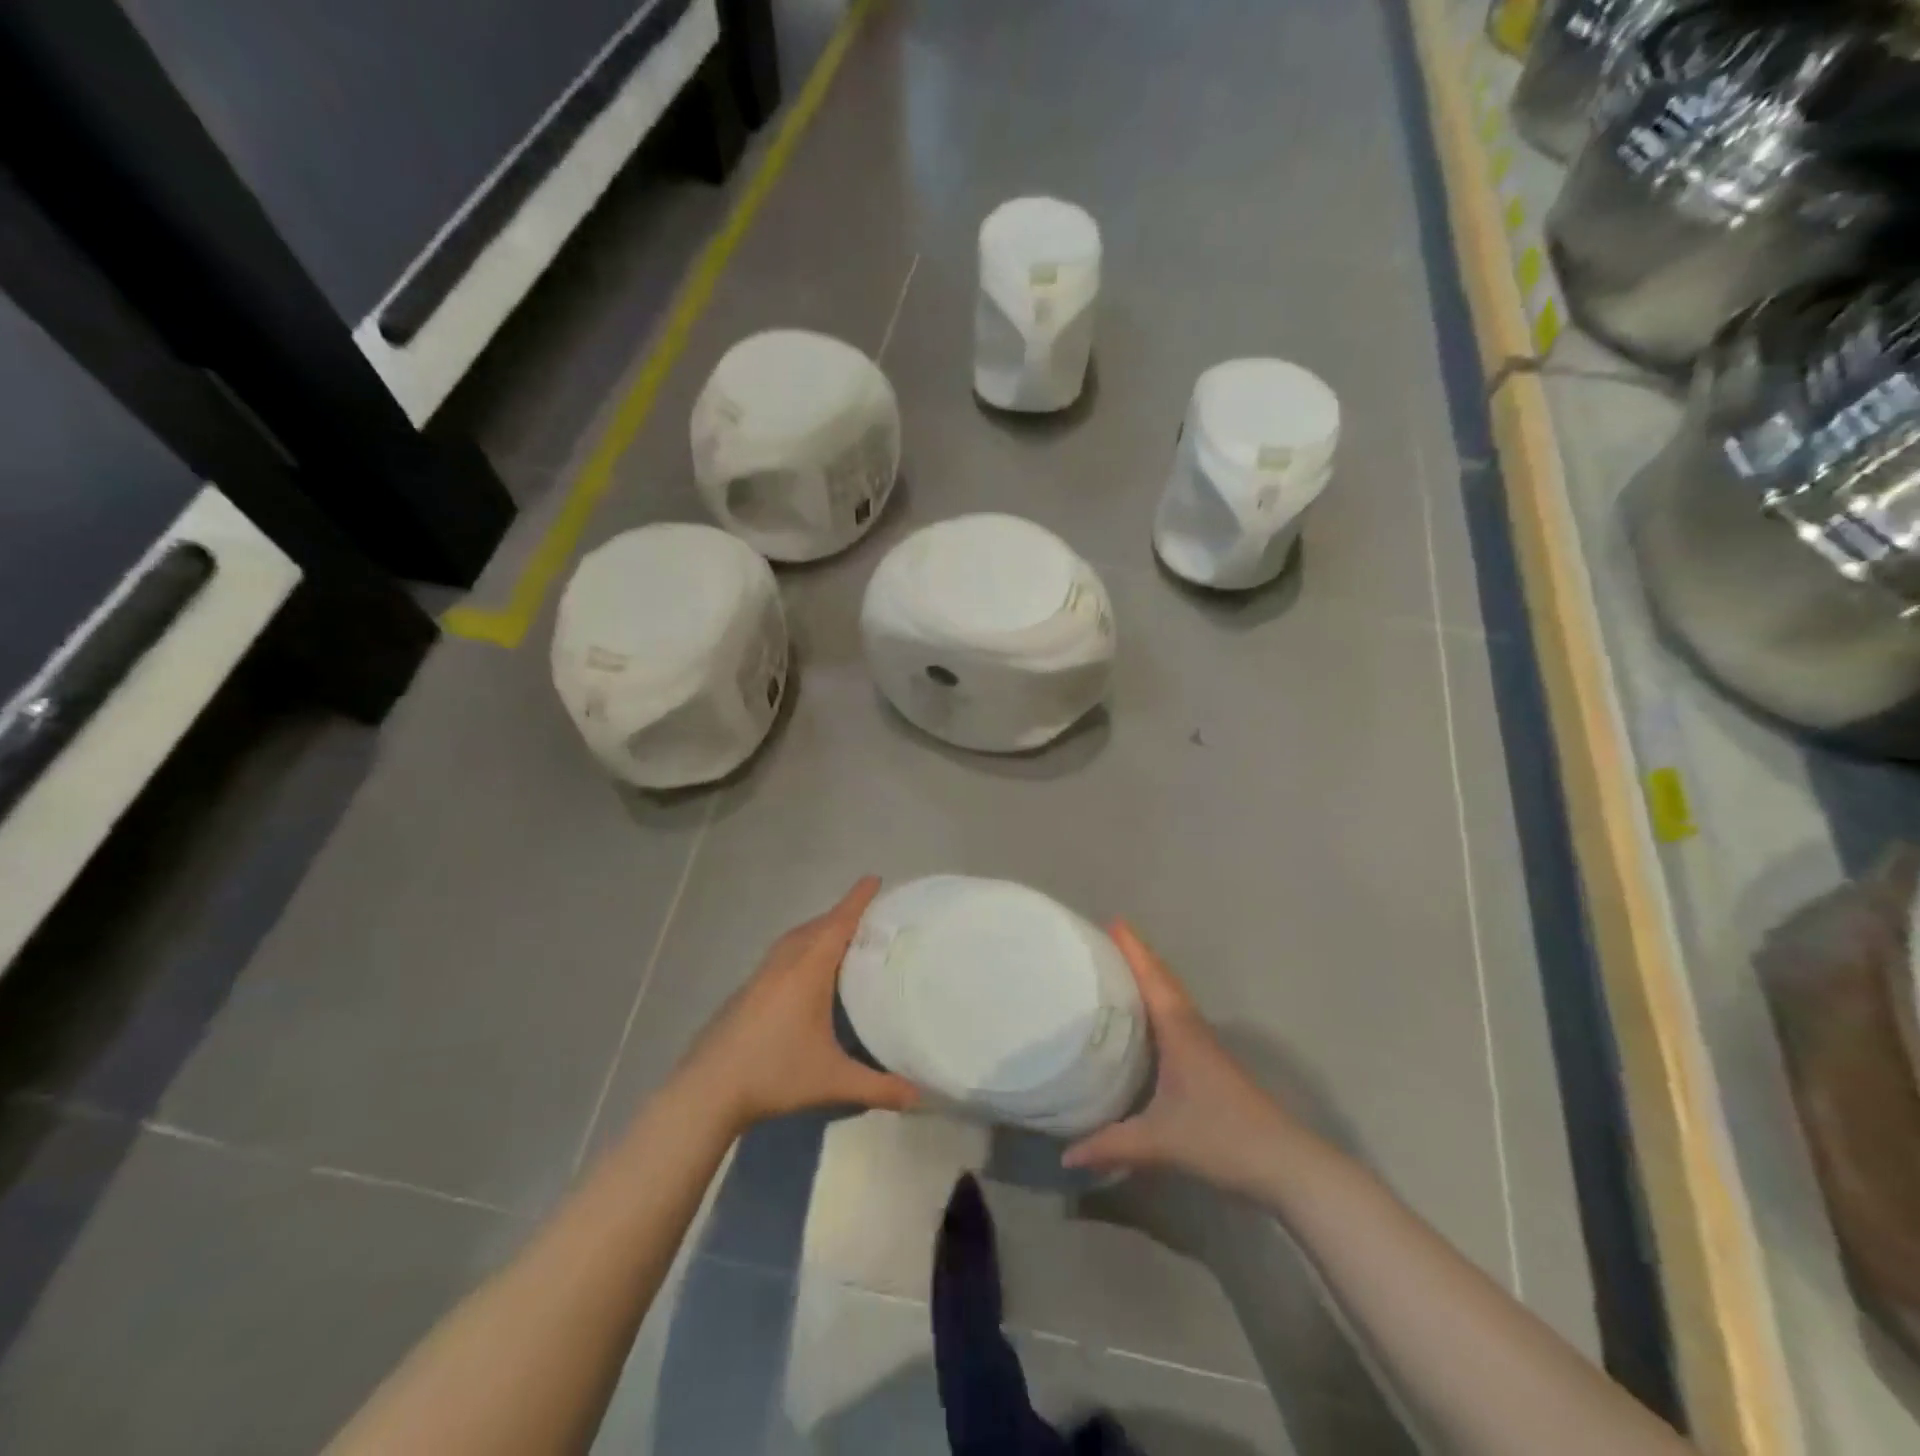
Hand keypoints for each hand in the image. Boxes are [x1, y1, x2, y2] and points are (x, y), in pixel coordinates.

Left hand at [677, 877, 920, 1133]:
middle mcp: (784, 964)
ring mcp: (761, 975)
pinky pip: (782, 954)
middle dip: (842, 914)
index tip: (874, 879)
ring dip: (818, 930)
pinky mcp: (747, 990)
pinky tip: (805, 972)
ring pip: (795, 939)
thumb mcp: (832, 1080)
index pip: (838, 924)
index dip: (857, 900)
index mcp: (807, 971)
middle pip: (816, 926)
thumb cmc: (774, 1074)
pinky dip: (801, 947)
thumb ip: (878, 1086)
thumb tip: (919, 1097)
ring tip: (840, 937)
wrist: (708, 1089)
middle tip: (868, 914)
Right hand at [1062, 922, 1302, 1194]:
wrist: (1286, 1164)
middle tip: (1105, 940)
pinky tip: (1144, 1021)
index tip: (1113, 921)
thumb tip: (1065, 1155)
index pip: (1153, 979)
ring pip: (1172, 1000)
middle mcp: (1192, 1029)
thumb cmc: (1223, 1138)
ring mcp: (1205, 1047)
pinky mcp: (1210, 1065)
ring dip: (1150, 979)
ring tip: (1117, 971)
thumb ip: (1111, 1145)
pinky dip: (1158, 1005)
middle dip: (1138, 957)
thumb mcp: (1161, 1142)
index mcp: (1180, 1031)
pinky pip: (1177, 1019)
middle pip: (1163, 981)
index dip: (1134, 950)